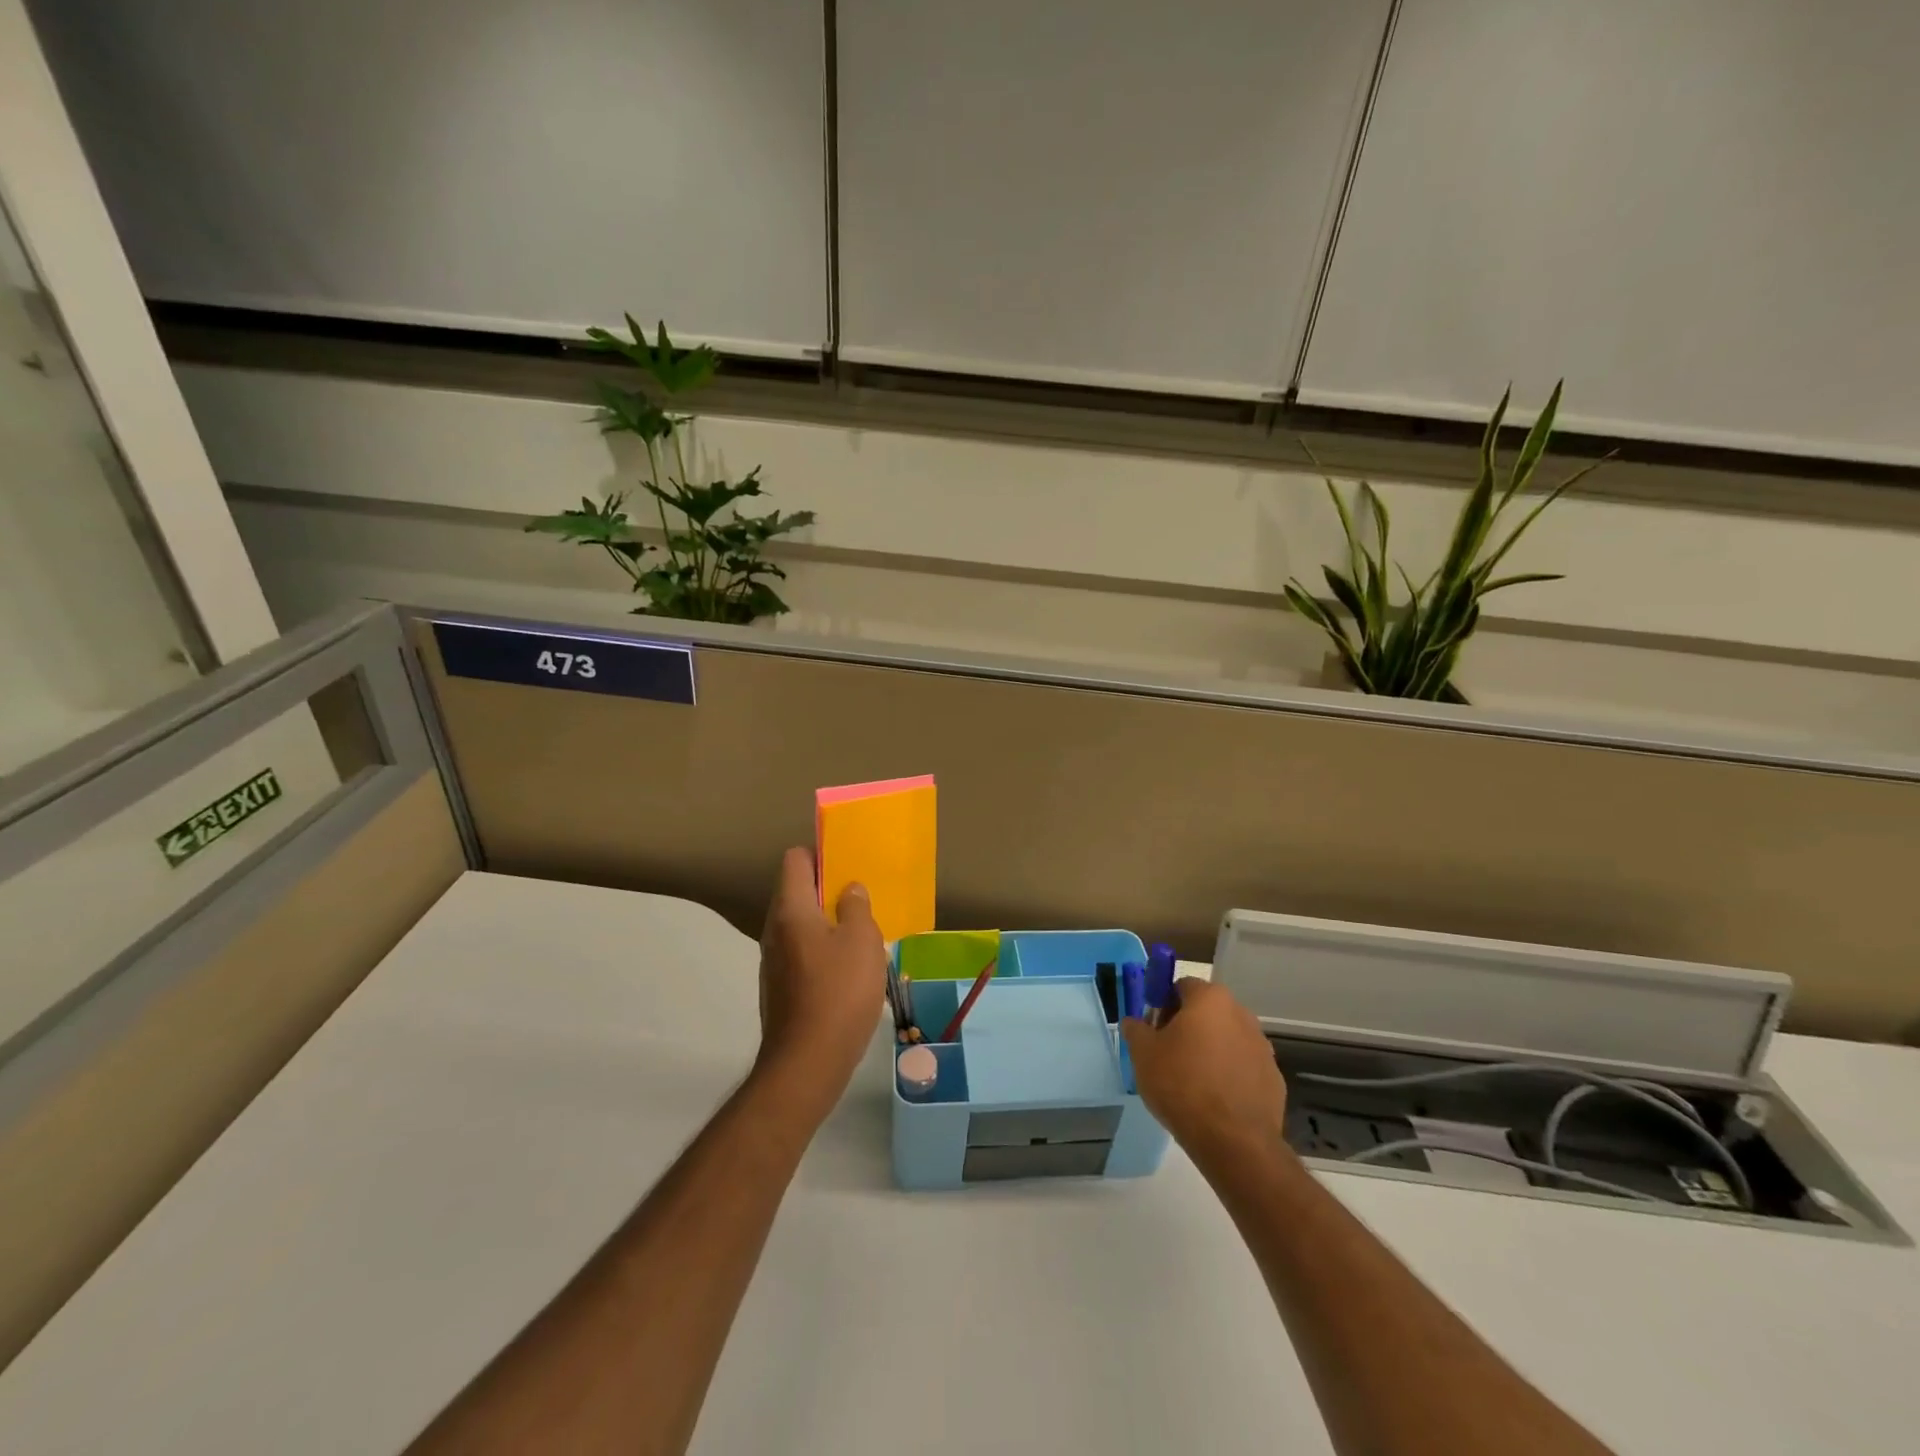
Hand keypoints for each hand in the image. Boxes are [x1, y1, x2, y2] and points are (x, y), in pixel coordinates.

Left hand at [754, 847, 887, 1112]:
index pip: (795, 860)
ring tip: (862, 932)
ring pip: (801, 925)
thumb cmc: (839, 992)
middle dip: (828, 889)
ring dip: (828, 922)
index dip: (821, 854)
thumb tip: (849, 889)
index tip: (848, 862)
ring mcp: (774, 962)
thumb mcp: (862, 941)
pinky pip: (802, 953)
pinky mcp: (780, 988)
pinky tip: (850, 969)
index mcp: (791, 910)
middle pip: (797, 892)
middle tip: (862, 897)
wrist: (807, 1064)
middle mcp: (775, 930)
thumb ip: (856, 907)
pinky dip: (823, 950)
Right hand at [1123, 978, 1286, 1162]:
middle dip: (1188, 1027)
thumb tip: (1135, 1022)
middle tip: (1168, 1055)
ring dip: (1210, 1050)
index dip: (1163, 1004)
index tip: (1153, 1030)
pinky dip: (1229, 1075)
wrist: (1233, 1142)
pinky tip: (1215, 1101)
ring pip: (1227, 1039)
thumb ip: (1136, 1029)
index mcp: (1210, 999)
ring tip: (1192, 1082)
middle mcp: (1241, 1014)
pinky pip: (1243, 1067)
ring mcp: (1262, 1047)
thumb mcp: (1143, 1054)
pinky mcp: (1274, 1078)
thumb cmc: (1182, 1085)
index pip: (1182, 986)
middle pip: (1207, 1011)